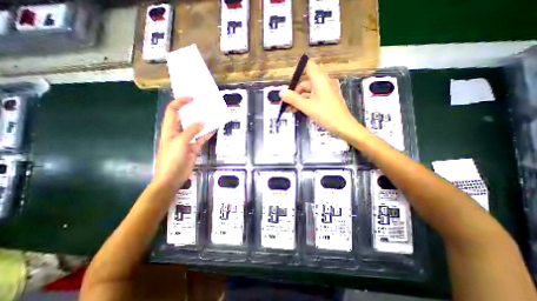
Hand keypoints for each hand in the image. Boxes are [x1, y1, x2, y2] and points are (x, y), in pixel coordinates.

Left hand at [151, 97, 212, 191]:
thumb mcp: (180, 141)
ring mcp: (187, 140)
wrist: (173, 176)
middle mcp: (178, 132)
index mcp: (170, 128)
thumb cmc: (172, 157)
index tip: (192, 98)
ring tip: (212, 115)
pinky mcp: (194, 147)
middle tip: (205, 105)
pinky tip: (214, 129)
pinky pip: (201, 138)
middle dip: (194, 111)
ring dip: (203, 122)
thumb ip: (191, 130)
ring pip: (196, 128)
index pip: (173, 110)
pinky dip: (207, 134)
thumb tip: (202, 122)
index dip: (180, 102)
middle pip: (185, 118)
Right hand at [281, 60, 359, 134]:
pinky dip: (306, 102)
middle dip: (295, 92)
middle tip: (286, 103)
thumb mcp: (307, 107)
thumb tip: (281, 92)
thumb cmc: (326, 114)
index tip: (289, 83)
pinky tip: (298, 110)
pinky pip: (314, 97)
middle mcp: (323, 83)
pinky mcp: (327, 99)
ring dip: (299, 99)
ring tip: (290, 110)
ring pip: (309, 91)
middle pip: (306, 82)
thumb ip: (293, 99)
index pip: (309, 66)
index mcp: (320, 80)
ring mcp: (326, 91)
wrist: (343, 126)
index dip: (298, 71)